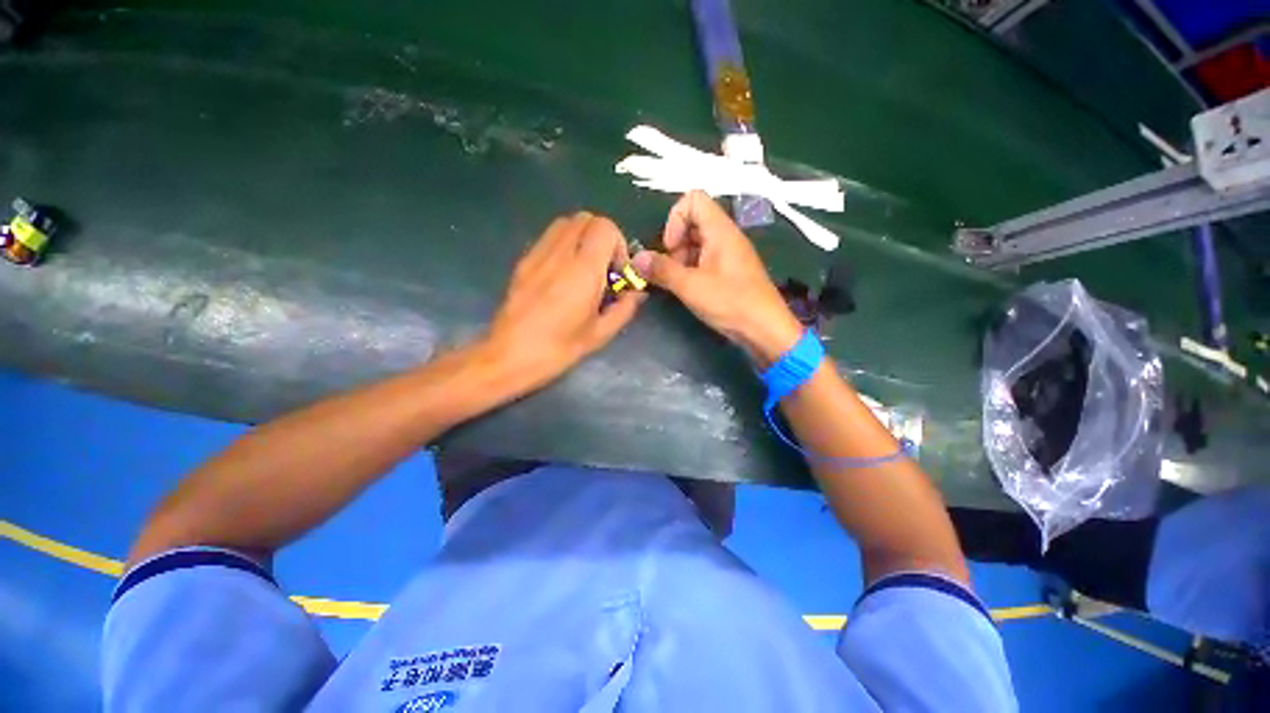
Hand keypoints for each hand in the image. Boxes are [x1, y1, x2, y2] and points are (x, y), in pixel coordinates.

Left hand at [485, 212, 644, 386]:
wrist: (509, 355)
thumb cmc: (558, 349)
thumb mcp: (600, 334)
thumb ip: (624, 308)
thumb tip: (637, 293)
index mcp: (582, 271)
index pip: (604, 227)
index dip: (618, 244)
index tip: (618, 271)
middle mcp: (560, 253)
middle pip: (586, 218)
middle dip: (602, 237)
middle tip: (604, 268)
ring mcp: (538, 254)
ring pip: (566, 223)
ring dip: (583, 237)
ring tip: (585, 268)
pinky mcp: (524, 261)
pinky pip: (549, 237)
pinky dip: (564, 244)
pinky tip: (564, 273)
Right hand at [632, 191, 801, 365]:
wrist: (765, 329)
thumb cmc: (731, 302)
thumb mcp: (691, 286)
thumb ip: (662, 270)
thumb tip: (636, 258)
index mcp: (720, 230)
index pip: (692, 199)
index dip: (675, 219)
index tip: (670, 249)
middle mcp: (725, 236)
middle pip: (692, 222)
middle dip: (675, 244)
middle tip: (672, 270)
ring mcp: (728, 254)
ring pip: (696, 243)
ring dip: (681, 260)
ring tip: (680, 284)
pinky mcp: (729, 271)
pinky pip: (704, 259)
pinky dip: (691, 270)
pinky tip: (690, 290)